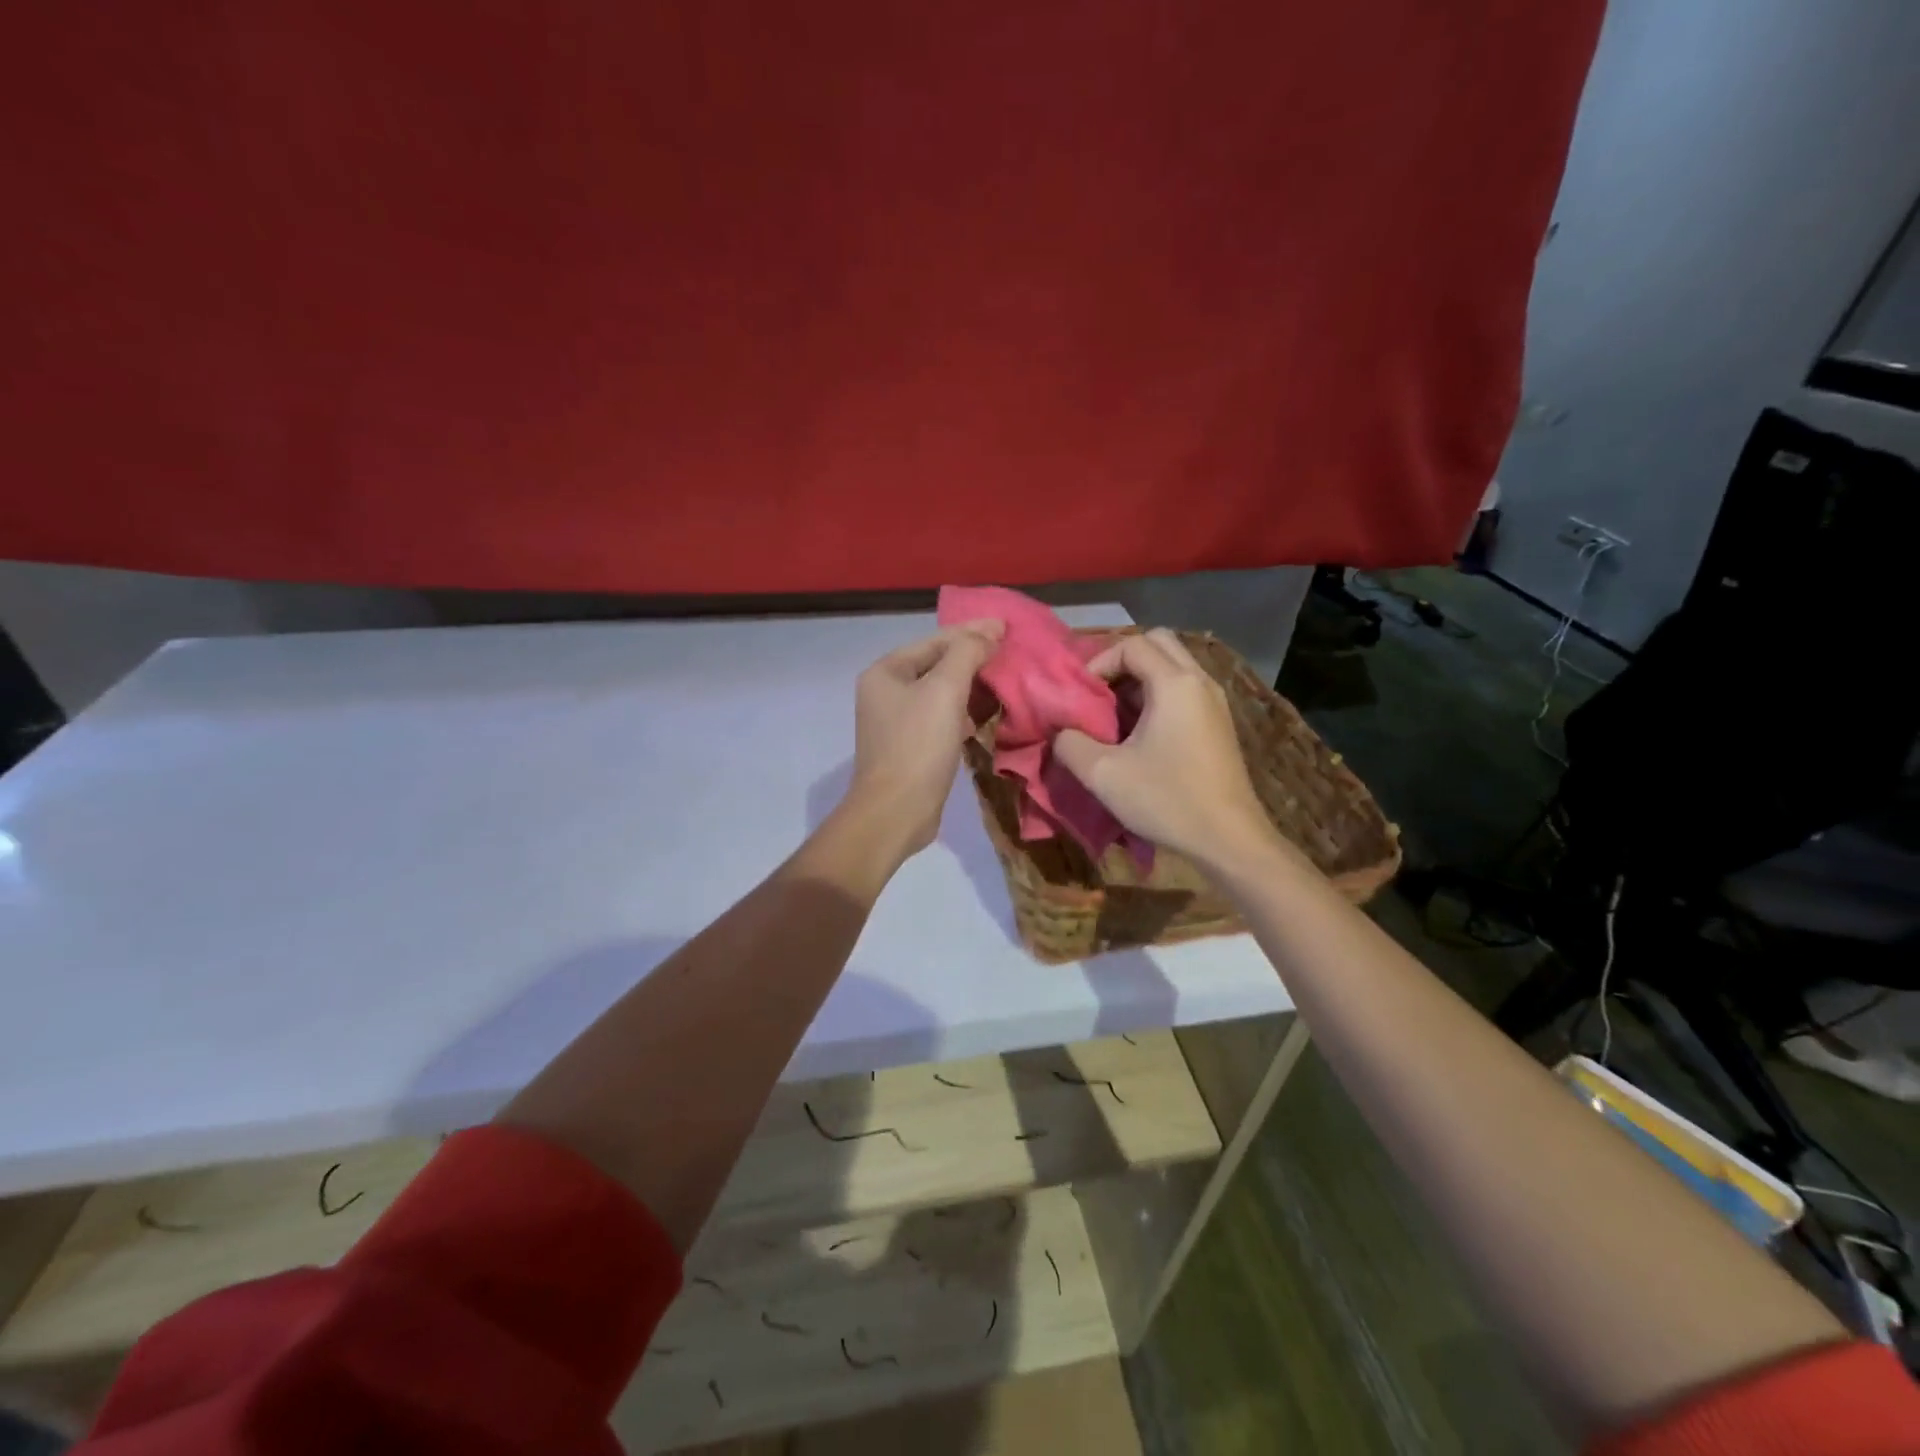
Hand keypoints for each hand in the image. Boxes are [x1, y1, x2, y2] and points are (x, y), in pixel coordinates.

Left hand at [838, 620, 1004, 867]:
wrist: (895, 812)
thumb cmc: (918, 745)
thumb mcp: (945, 690)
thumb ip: (967, 653)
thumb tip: (990, 629)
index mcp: (886, 671)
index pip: (935, 640)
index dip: (972, 632)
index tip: (1008, 628)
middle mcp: (885, 692)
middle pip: (936, 664)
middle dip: (972, 659)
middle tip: (1009, 654)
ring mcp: (895, 721)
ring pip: (939, 693)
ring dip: (970, 687)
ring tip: (1002, 682)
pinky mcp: (909, 747)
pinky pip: (939, 718)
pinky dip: (961, 714)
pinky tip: (981, 719)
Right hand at [1054, 628, 1276, 869]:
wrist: (1229, 840)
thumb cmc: (1166, 800)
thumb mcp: (1103, 774)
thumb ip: (1070, 744)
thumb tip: (1061, 731)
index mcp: (1175, 684)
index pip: (1132, 645)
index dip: (1099, 662)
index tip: (1081, 694)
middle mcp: (1200, 682)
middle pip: (1159, 643)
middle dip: (1123, 660)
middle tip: (1099, 693)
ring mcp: (1215, 702)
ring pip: (1174, 666)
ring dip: (1141, 680)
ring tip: (1115, 715)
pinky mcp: (1220, 724)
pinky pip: (1185, 690)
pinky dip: (1159, 696)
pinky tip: (1141, 734)